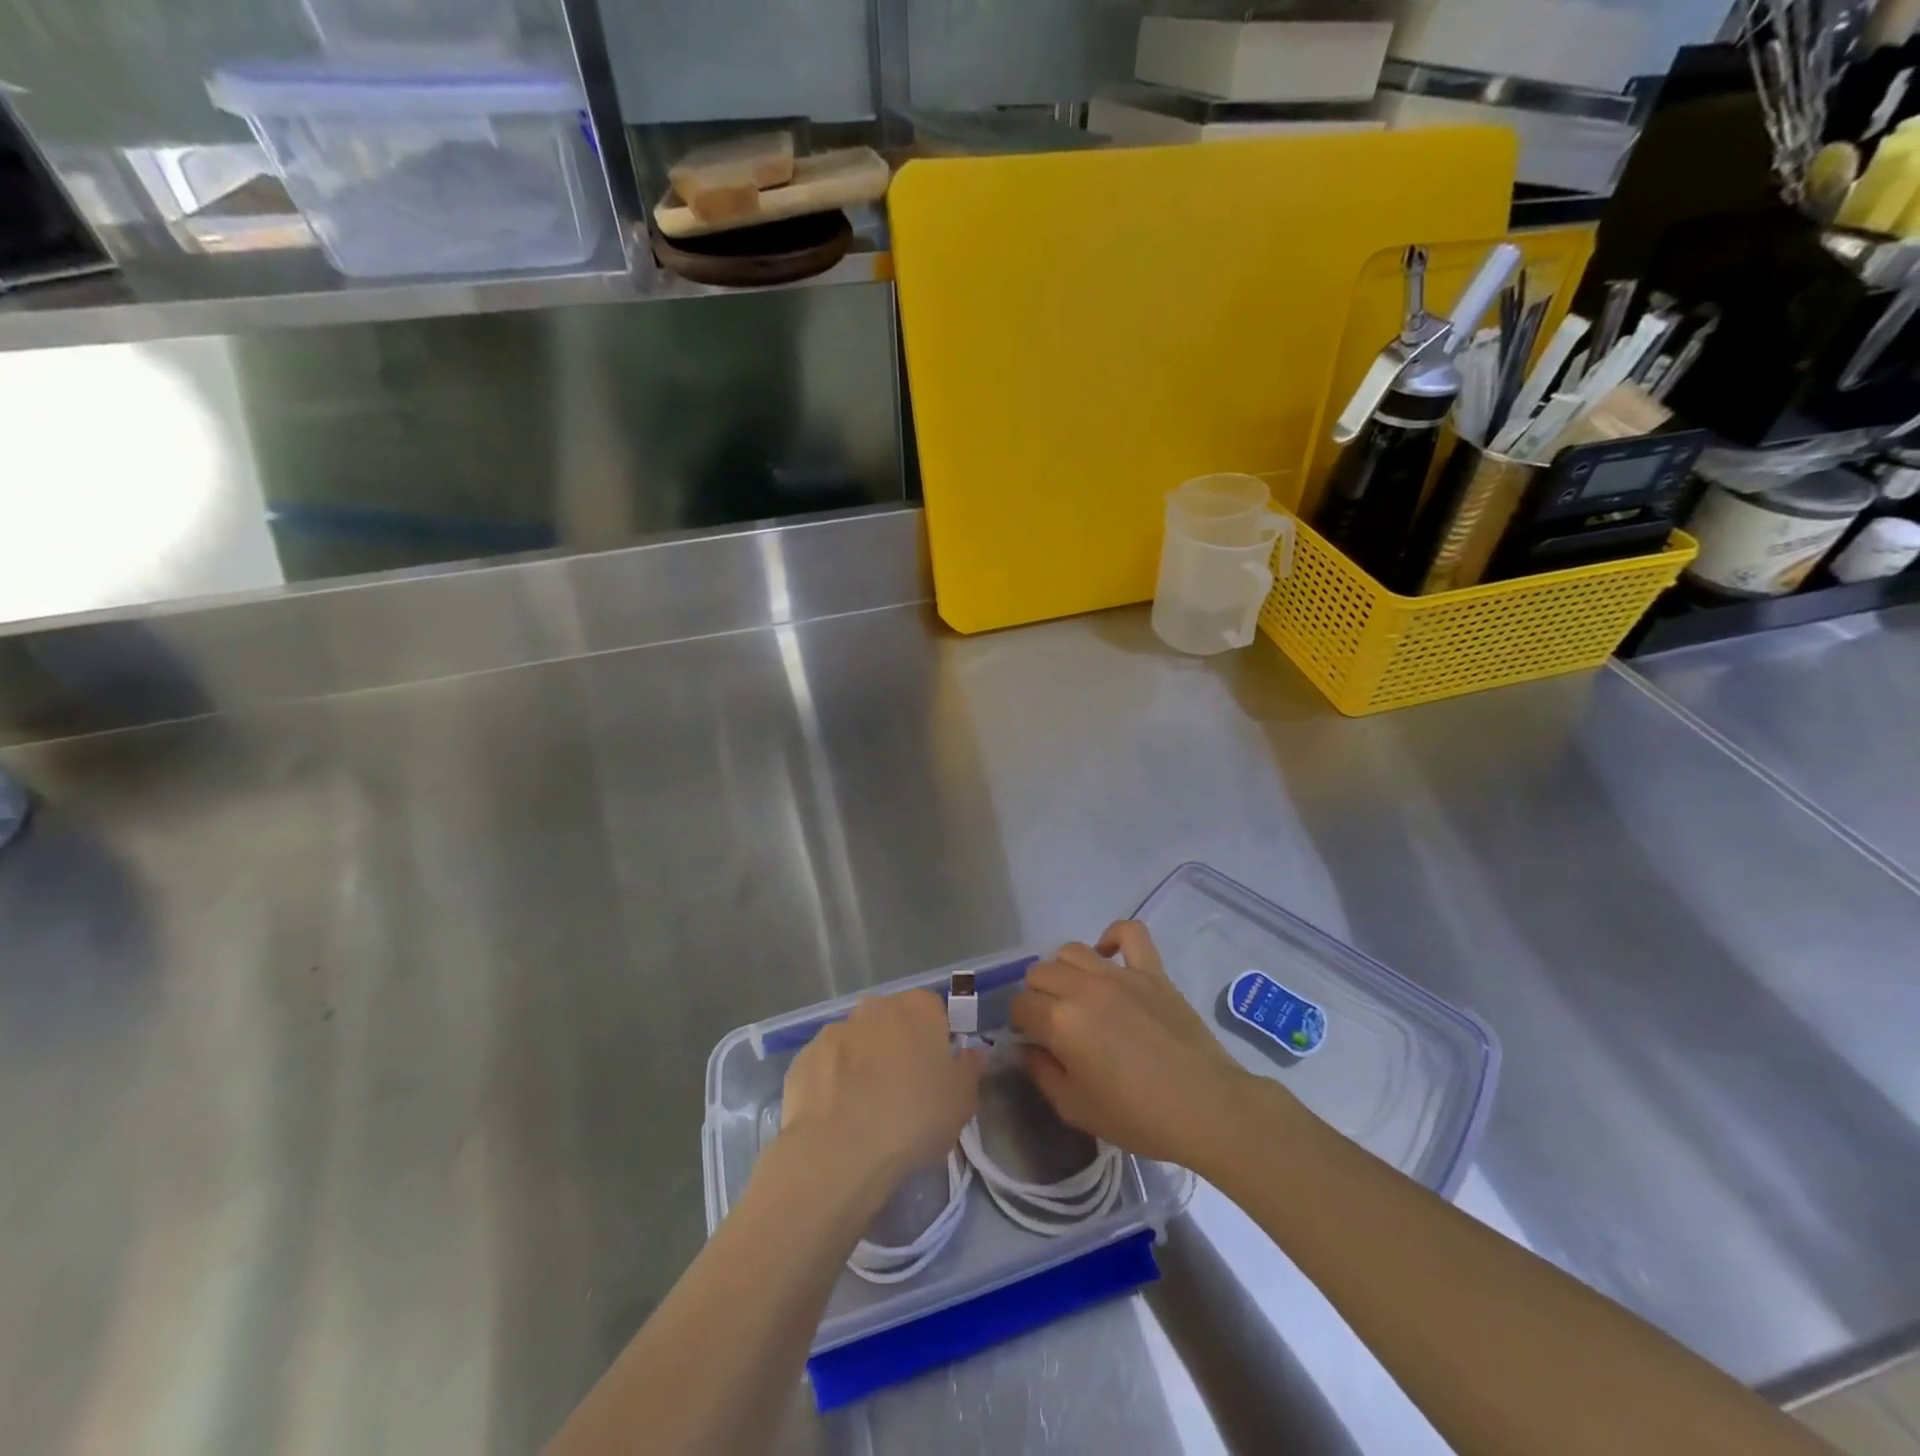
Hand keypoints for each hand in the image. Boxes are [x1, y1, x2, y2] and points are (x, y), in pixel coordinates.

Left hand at [781, 990, 982, 1188]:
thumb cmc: (913, 1120)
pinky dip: (833, 1083)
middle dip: (898, 1048)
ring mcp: (834, 1030)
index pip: (934, 1011)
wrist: (838, 1151)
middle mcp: (874, 1007)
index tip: (937, 1073)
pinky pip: (827, 1066)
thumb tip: (969, 1054)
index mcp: (917, 1008)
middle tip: (904, 1092)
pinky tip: (837, 1117)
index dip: (937, 1040)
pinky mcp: (803, 1057)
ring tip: (866, 1111)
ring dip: (863, 1064)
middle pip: (892, 1022)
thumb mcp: (962, 1102)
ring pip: (857, 1043)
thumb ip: (969, 1069)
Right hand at [1011, 921, 1275, 1166]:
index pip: (1021, 1005)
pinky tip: (1108, 956)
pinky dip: (1113, 936)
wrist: (1206, 1108)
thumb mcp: (1076, 1109)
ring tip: (1076, 993)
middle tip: (1052, 1021)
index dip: (1019, 1023)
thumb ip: (1042, 1074)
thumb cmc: (1138, 1117)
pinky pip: (1129, 932)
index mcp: (1061, 1022)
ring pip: (1072, 950)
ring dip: (1064, 970)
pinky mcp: (1152, 970)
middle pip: (1040, 972)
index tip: (1031, 1039)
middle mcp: (1084, 988)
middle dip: (1037, 996)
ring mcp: (1120, 974)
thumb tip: (1026, 1048)